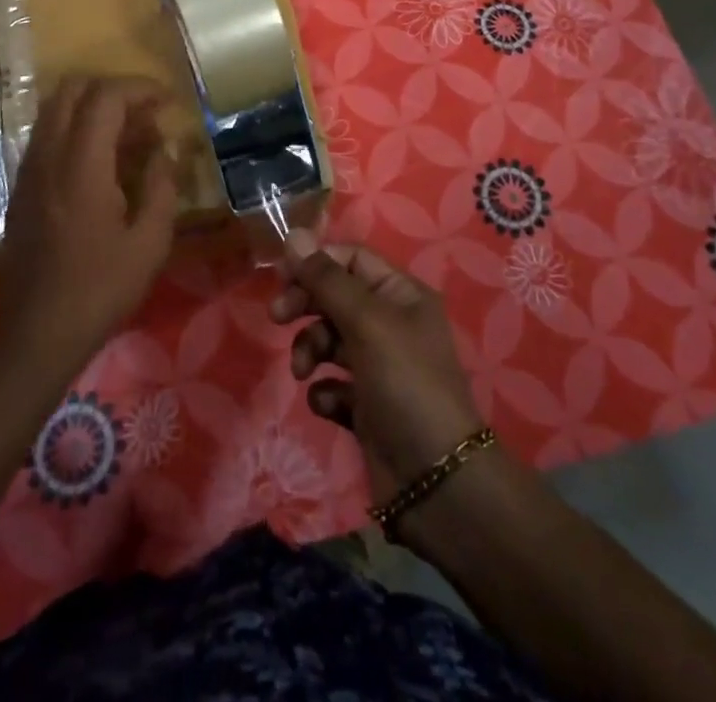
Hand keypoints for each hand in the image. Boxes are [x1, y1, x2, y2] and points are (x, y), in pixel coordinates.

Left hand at [0, 76, 178, 373]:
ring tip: (129, 138)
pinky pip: (47, 135)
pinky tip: (102, 164)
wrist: (36, 335)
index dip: (141, 88)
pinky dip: (76, 130)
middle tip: (146, 116)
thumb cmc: (100, 290)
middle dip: (114, 90)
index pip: (106, 96)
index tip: (169, 103)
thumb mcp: (149, 243)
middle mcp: (48, 156)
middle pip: (72, 89)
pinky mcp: (21, 187)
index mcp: (81, 165)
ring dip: (93, 108)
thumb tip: (164, 149)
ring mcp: (28, 170)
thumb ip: (161, 186)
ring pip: (55, 109)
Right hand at [270, 229, 483, 504]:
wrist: (438, 482)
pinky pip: (333, 384)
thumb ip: (327, 280)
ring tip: (303, 371)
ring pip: (329, 339)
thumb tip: (293, 234)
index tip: (282, 277)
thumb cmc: (406, 384)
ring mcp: (379, 367)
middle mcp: (391, 324)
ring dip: (310, 349)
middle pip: (335, 296)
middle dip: (305, 305)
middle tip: (277, 317)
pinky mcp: (367, 407)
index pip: (351, 259)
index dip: (316, 263)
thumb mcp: (367, 322)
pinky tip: (329, 404)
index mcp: (401, 295)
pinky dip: (325, 390)